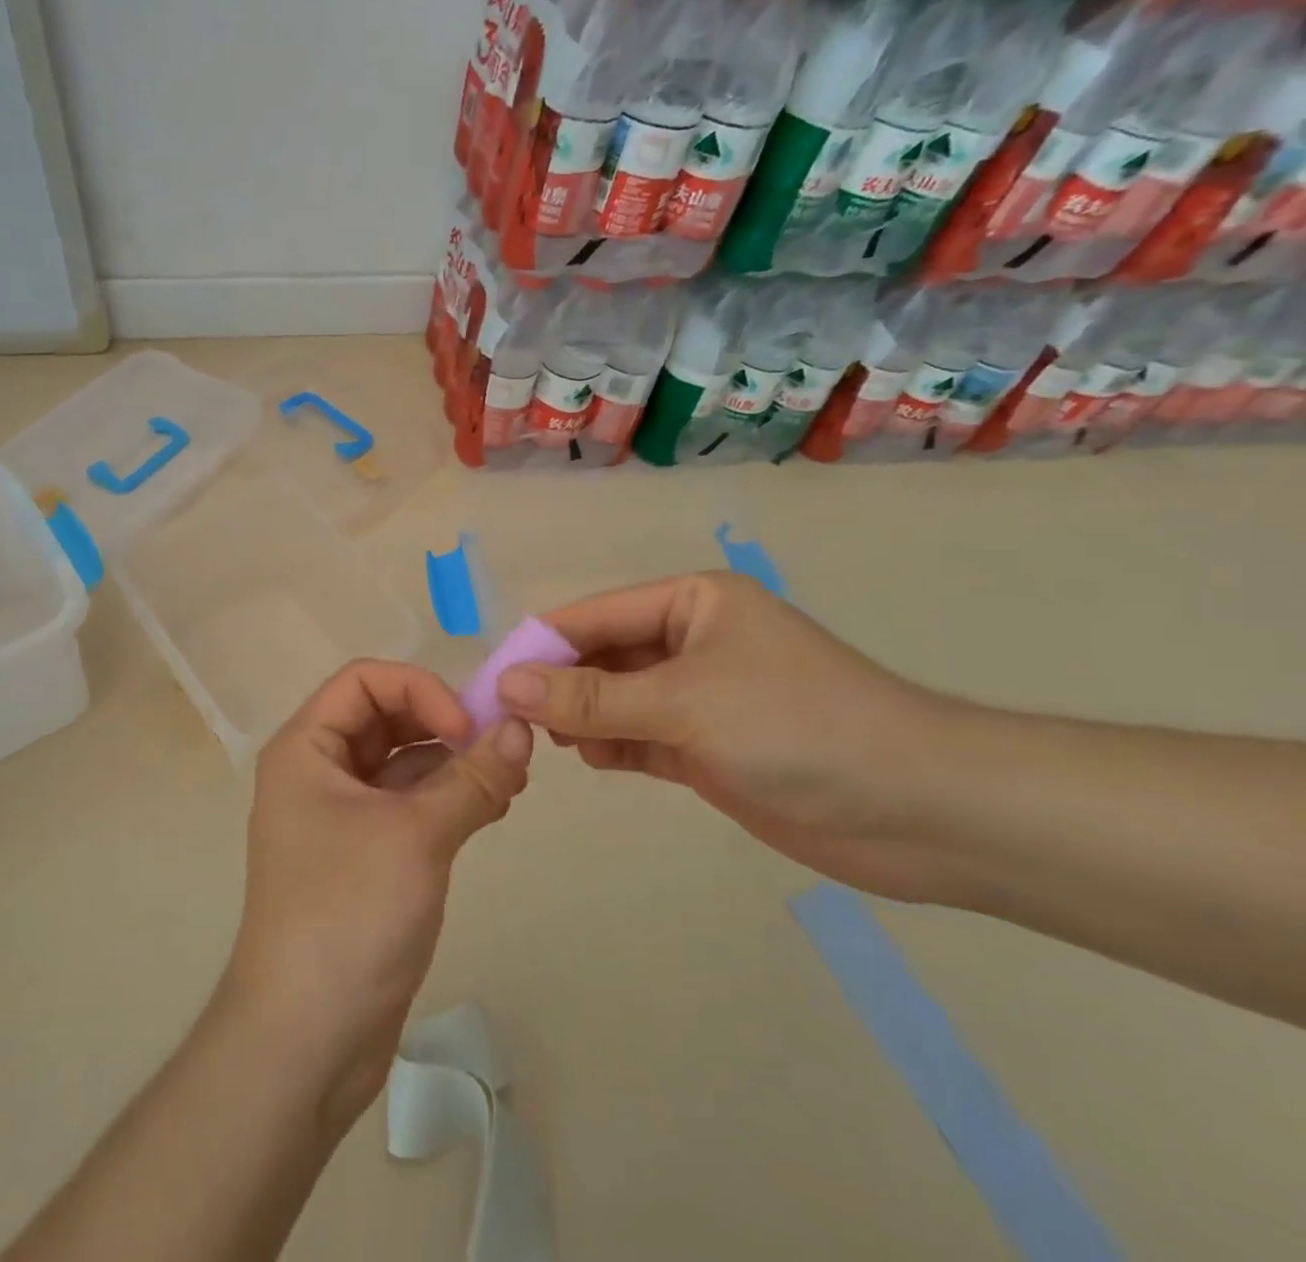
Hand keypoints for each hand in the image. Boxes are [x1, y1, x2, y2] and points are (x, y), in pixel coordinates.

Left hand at [225, 660, 533, 1129]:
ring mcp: (341, 816)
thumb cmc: (347, 913)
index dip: (419, 690)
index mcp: (306, 748)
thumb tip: (520, 726)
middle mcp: (318, 772)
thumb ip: (472, 777)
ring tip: (511, 779)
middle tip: (505, 748)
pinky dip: (448, 799)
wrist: (305, 1038)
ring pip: (402, 763)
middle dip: (444, 724)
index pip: (365, 680)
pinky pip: (409, 805)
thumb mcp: (416, 836)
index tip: (467, 728)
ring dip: (454, 763)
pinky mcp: (365, 856)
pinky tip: (494, 808)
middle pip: (385, 717)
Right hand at [497, 572, 956, 903]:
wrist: (920, 811)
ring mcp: (699, 696)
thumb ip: (592, 697)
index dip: (541, 646)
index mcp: (691, 602)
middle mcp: (691, 640)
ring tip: (547, 741)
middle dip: (559, 685)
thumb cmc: (798, 727)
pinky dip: (612, 745)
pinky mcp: (707, 746)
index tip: (491, 681)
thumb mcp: (684, 703)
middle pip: (602, 656)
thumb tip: (508, 683)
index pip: (594, 616)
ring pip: (617, 698)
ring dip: (582, 717)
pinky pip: (640, 735)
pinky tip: (592, 758)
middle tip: (510, 721)